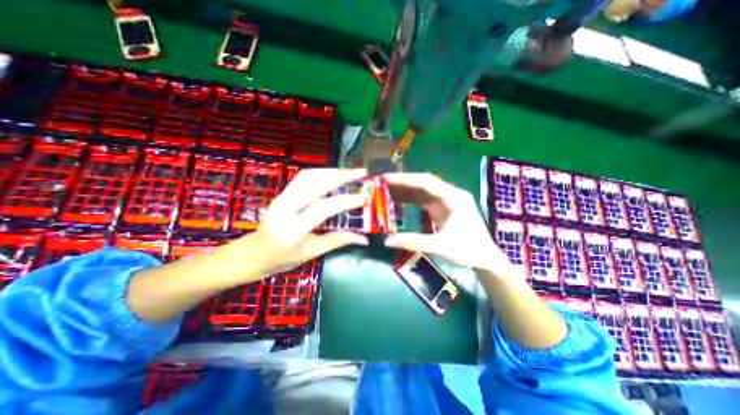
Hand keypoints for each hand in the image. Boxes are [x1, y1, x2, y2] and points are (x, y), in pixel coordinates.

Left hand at [244, 167, 370, 276]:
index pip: (323, 209)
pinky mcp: (281, 193)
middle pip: (316, 185)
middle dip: (342, 176)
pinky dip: (320, 172)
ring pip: (309, 176)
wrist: (254, 253)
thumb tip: (364, 239)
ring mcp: (281, 197)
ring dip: (331, 171)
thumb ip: (338, 241)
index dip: (346, 202)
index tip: (364, 198)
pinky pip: (303, 177)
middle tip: (361, 172)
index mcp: (293, 229)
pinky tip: (332, 174)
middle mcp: (285, 208)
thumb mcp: (312, 252)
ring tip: (349, 172)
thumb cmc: (283, 258)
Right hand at [384, 172, 512, 275]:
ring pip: (421, 191)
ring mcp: (446, 201)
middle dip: (402, 183)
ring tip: (384, 190)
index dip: (405, 179)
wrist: (485, 258)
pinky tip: (396, 201)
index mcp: (454, 198)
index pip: (426, 182)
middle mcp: (450, 194)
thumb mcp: (441, 247)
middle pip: (423, 183)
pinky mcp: (442, 208)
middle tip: (381, 184)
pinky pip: (423, 200)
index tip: (386, 179)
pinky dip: (409, 200)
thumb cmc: (469, 251)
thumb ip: (415, 242)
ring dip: (404, 190)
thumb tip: (388, 241)